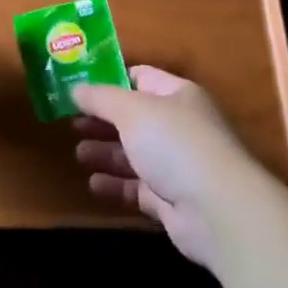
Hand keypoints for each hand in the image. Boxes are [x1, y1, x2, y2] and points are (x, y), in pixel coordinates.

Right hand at [72, 66, 264, 267]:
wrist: (217, 210)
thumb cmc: (174, 143)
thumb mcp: (131, 110)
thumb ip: (100, 98)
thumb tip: (75, 88)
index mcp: (176, 95)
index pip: (139, 77)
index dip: (109, 79)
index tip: (78, 85)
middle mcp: (179, 126)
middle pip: (134, 118)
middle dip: (103, 120)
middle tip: (71, 122)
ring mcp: (177, 165)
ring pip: (135, 153)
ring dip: (106, 152)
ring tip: (78, 153)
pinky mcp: (173, 200)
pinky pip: (138, 187)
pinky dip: (116, 184)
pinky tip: (93, 183)